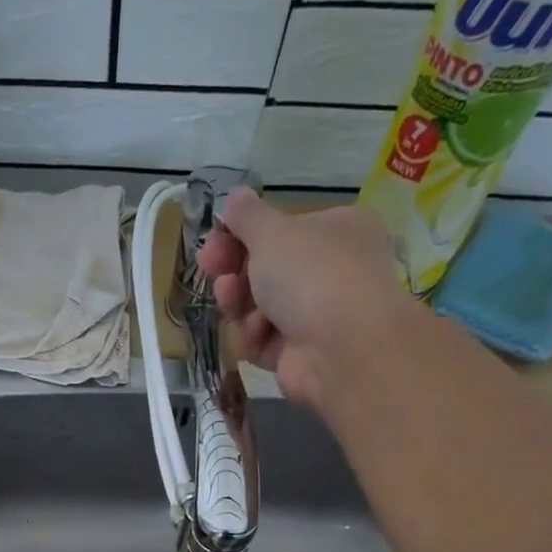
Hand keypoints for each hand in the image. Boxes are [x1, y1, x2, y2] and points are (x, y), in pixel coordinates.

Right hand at [196, 189, 440, 415]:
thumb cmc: (311, 274)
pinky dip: (254, 336)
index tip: (215, 237)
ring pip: (259, 307)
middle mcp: (330, 272)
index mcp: (336, 231)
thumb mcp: (273, 232)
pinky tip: (256, 333)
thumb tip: (234, 196)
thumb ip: (247, 216)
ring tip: (231, 300)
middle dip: (234, 268)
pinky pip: (263, 340)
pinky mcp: (298, 354)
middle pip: (267, 269)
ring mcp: (315, 316)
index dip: (243, 233)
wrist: (341, 348)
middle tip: (211, 265)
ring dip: (239, 302)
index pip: (283, 229)